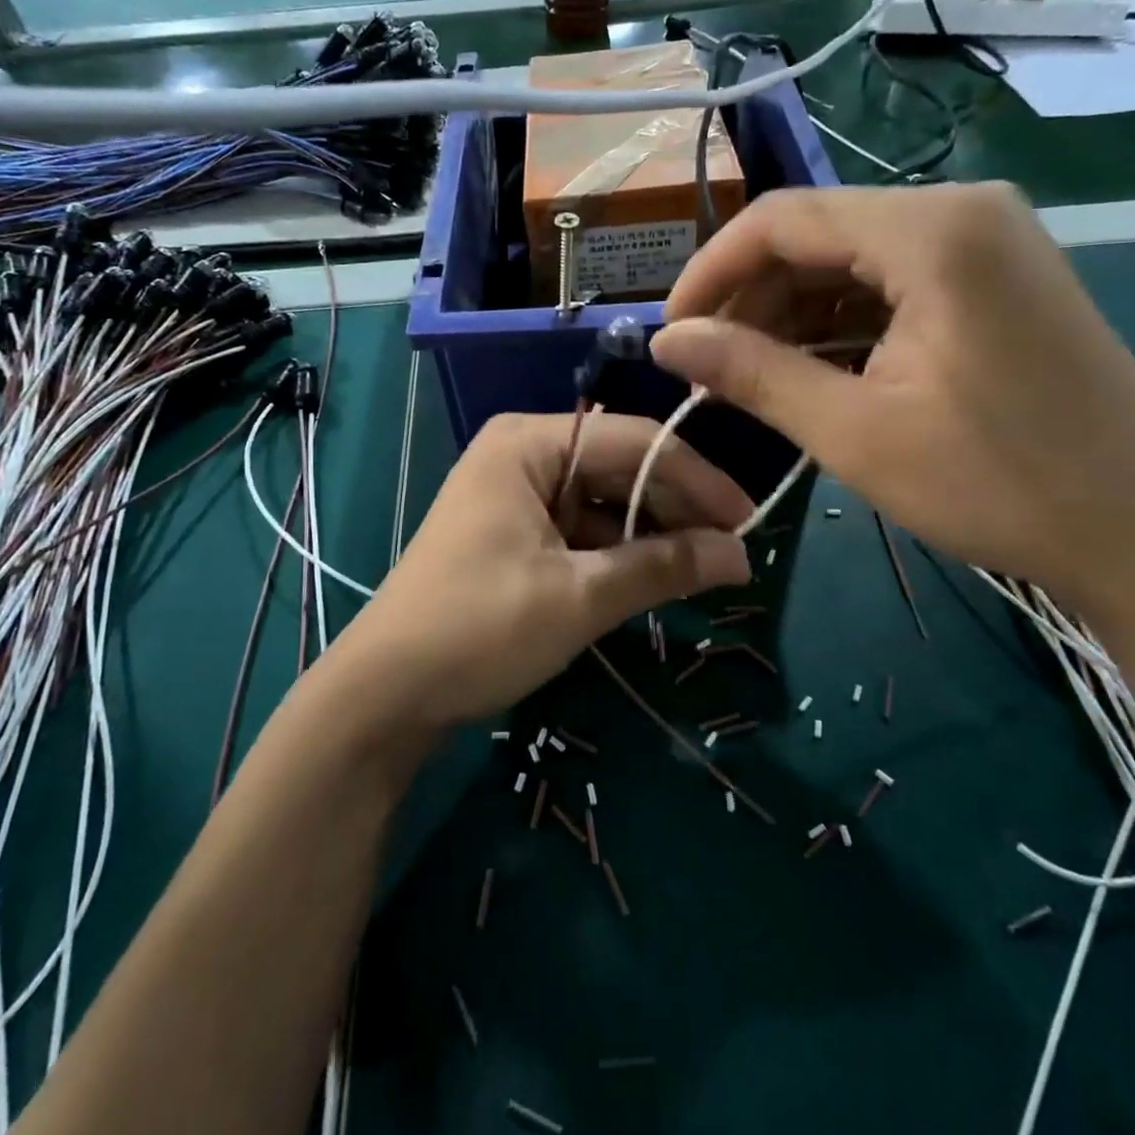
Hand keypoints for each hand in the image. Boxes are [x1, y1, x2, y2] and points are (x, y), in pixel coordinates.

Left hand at [343, 412, 751, 729]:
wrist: (384, 693)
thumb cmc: (479, 629)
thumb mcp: (578, 597)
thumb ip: (662, 567)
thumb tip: (740, 555)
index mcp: (530, 443)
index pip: (635, 441)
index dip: (698, 479)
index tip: (750, 520)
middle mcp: (523, 452)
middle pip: (620, 466)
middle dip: (676, 508)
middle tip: (733, 552)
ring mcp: (515, 492)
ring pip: (604, 499)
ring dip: (651, 532)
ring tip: (704, 568)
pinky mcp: (513, 531)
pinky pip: (581, 527)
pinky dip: (618, 551)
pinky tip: (655, 576)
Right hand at [650, 185, 1134, 619]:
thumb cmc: (998, 483)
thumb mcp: (855, 431)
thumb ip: (753, 373)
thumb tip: (668, 342)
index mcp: (932, 231)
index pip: (784, 219)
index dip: (712, 270)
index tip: (673, 331)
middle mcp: (962, 212)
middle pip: (819, 234)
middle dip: (752, 297)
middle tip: (708, 365)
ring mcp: (989, 243)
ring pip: (853, 260)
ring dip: (793, 314)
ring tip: (751, 376)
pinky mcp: (998, 280)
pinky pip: (893, 283)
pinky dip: (842, 323)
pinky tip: (813, 370)